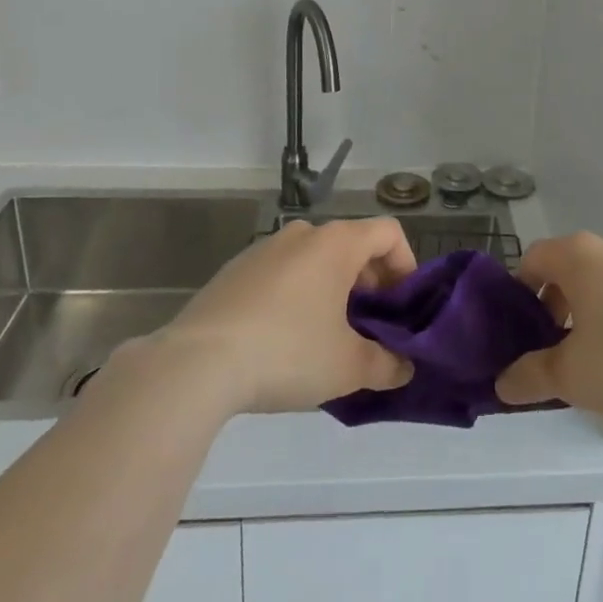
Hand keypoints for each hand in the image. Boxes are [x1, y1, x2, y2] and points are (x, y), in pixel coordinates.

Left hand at [151, 218, 417, 414]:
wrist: (196, 363)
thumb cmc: (287, 352)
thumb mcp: (347, 367)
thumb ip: (386, 365)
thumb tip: (405, 368)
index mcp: (337, 243)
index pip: (389, 233)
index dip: (406, 265)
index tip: (402, 307)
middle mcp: (304, 234)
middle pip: (353, 245)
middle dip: (370, 283)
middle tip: (370, 327)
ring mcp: (265, 248)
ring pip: (315, 259)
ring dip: (332, 288)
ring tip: (328, 336)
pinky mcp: (235, 270)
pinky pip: (282, 273)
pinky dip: (297, 294)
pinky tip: (284, 338)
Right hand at [495, 232, 602, 418]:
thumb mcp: (569, 376)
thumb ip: (530, 376)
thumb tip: (503, 384)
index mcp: (578, 255)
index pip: (533, 258)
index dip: (520, 292)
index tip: (522, 329)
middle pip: (567, 266)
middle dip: (554, 303)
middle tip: (554, 346)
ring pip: (600, 277)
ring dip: (587, 307)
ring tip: (592, 354)